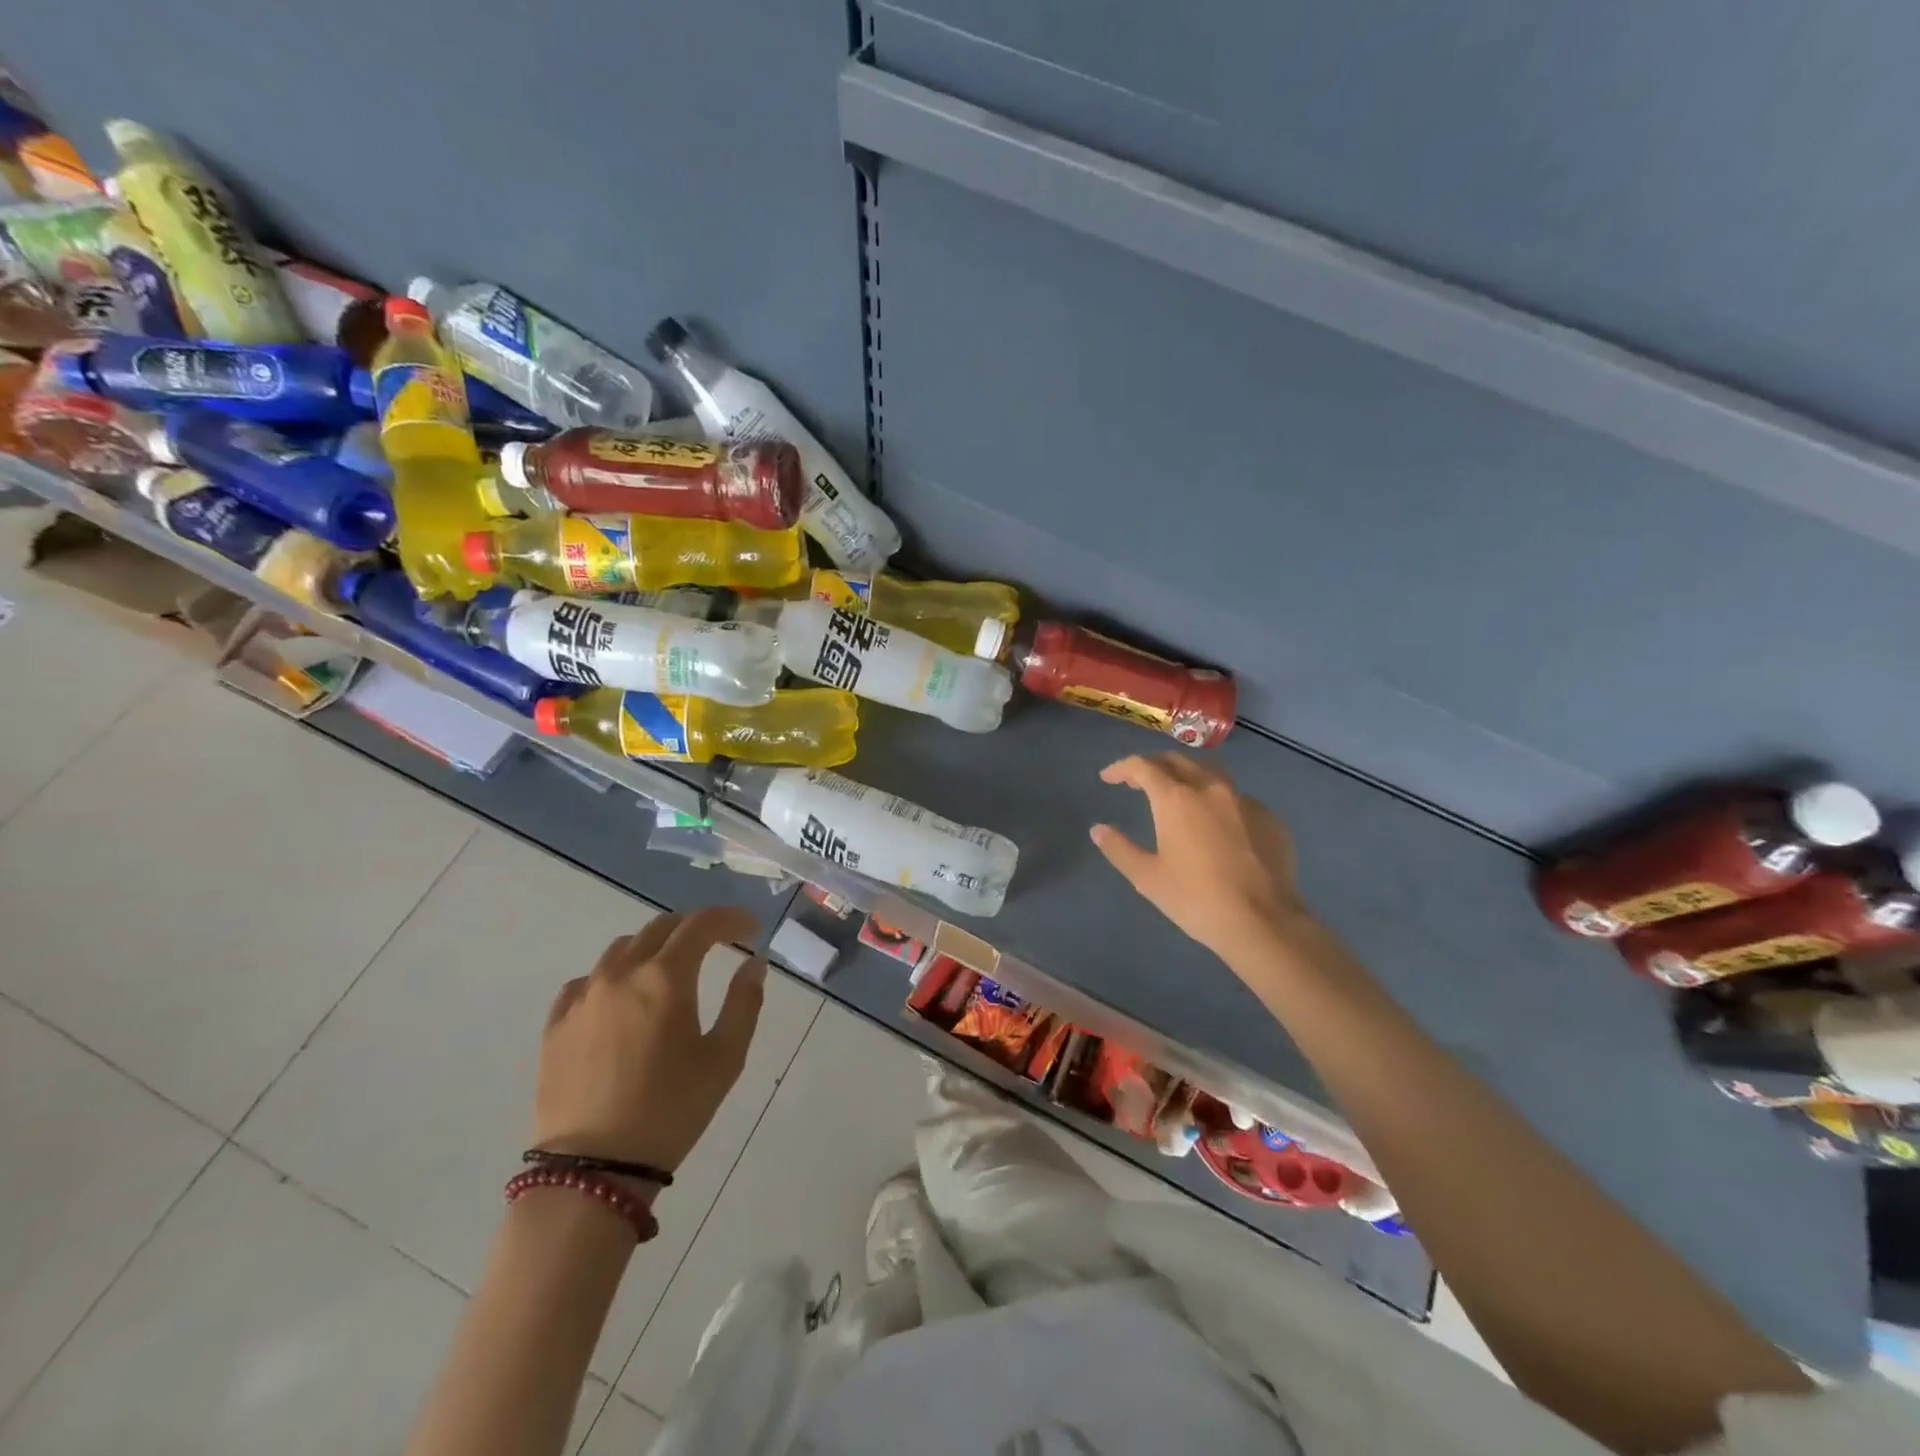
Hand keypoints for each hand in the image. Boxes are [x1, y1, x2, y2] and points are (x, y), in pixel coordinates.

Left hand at [533, 907, 765, 1174]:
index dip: (731, 918)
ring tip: (671, 970)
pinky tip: (623, 1000)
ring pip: (622, 949)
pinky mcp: (556, 1025)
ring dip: (654, 947)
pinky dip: (614, 976)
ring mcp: (583, 997)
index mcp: (665, 977)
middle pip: (661, 927)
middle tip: (719, 944)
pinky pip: (587, 981)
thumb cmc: (671, 1111)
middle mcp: (621, 973)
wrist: (593, 1169)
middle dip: (695, 928)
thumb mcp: (725, 1059)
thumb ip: (745, 1002)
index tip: (751, 929)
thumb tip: (753, 964)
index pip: (702, 924)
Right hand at [1091, 754, 1309, 965]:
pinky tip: (1216, 825)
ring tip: (1177, 793)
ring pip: (1211, 773)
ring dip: (1188, 776)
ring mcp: (1245, 801)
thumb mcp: (1147, 877)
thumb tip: (1098, 830)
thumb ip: (1119, 849)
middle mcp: (1211, 788)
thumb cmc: (1196, 899)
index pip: (1143, 767)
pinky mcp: (1270, 818)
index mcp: (1176, 799)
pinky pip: (1237, 798)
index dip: (1122, 768)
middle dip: (1154, 765)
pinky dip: (1217, 801)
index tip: (1108, 777)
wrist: (1263, 922)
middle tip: (1138, 781)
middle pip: (1178, 761)